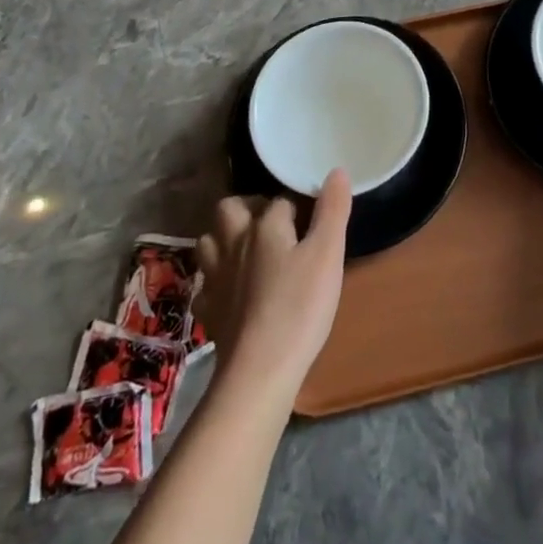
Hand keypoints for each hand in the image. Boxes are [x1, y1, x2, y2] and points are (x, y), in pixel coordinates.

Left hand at [195, 171, 351, 401]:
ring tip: (249, 248)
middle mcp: (234, 244)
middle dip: (248, 207)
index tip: (314, 219)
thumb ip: (332, 210)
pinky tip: (232, 290)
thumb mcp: (328, 255)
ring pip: (209, 242)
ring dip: (225, 238)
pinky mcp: (209, 312)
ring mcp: (216, 279)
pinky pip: (205, 285)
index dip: (298, 205)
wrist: (258, 372)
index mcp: (264, 226)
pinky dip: (216, 280)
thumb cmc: (299, 308)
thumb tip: (336, 171)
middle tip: (273, 221)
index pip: (280, 200)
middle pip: (229, 209)